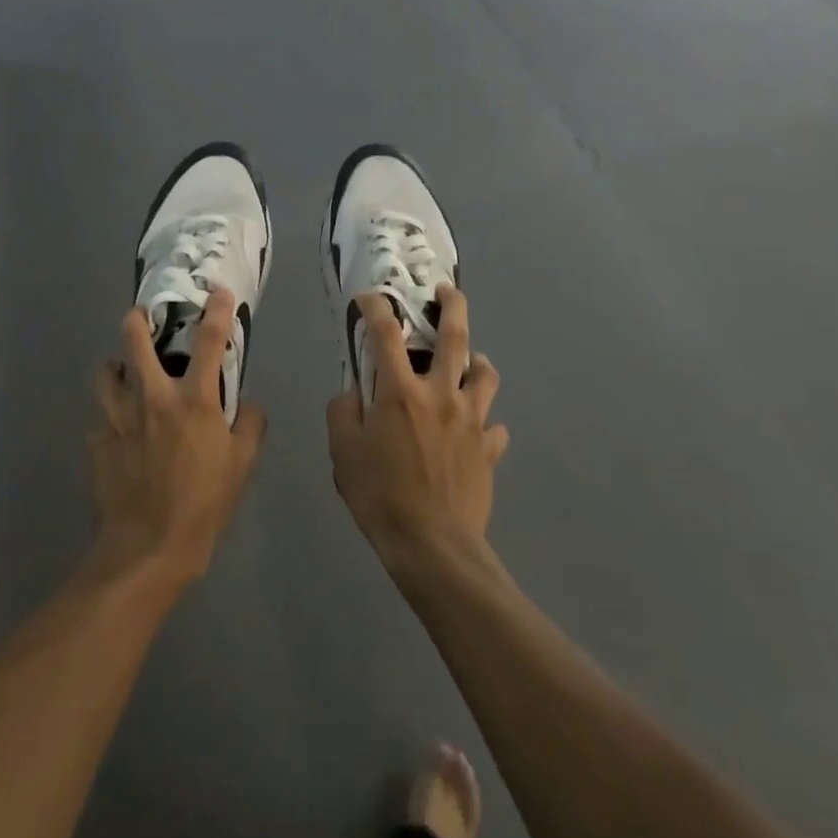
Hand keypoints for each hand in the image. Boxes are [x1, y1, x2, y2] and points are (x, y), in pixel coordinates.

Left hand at [91, 288, 266, 587]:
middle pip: (135, 342)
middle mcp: (152, 398)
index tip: (218, 291)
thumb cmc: (204, 504)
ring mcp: (119, 419)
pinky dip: (111, 419)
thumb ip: (250, 426)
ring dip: (115, 367)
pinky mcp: (98, 443)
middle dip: (137, 320)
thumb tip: (247, 405)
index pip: (210, 342)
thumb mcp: (242, 466)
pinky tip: (120, 434)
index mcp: (193, 401)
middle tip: (140, 316)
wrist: (148, 548)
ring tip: (121, 371)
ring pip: (105, 374)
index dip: (217, 311)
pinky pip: (102, 420)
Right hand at [327, 285, 505, 574]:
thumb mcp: (343, 453)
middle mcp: (441, 395)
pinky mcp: (489, 449)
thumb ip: (343, 413)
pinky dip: (485, 421)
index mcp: (401, 392)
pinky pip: (494, 426)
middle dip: (453, 305)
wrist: (433, 546)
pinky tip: (476, 429)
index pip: (386, 333)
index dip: (376, 307)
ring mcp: (472, 420)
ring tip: (470, 361)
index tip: (370, 297)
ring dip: (477, 361)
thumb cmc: (381, 496)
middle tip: (447, 291)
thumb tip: (353, 393)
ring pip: (485, 375)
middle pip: (455, 337)